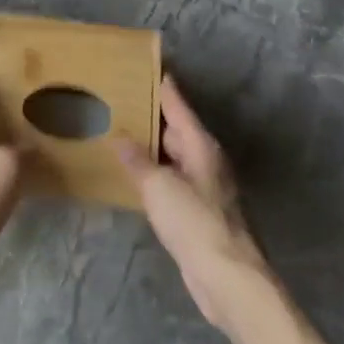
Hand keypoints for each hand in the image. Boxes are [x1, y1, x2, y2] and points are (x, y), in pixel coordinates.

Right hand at [122, 75, 269, 334]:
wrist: (227, 278)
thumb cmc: (195, 222)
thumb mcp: (159, 186)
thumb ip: (137, 160)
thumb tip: (119, 137)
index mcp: (200, 145)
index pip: (178, 104)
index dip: (162, 85)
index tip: (145, 65)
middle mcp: (205, 159)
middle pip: (175, 128)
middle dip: (150, 114)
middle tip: (118, 98)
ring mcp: (203, 186)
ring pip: (172, 155)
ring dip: (149, 145)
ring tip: (117, 130)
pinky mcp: (196, 210)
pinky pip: (170, 179)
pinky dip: (152, 171)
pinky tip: (131, 172)